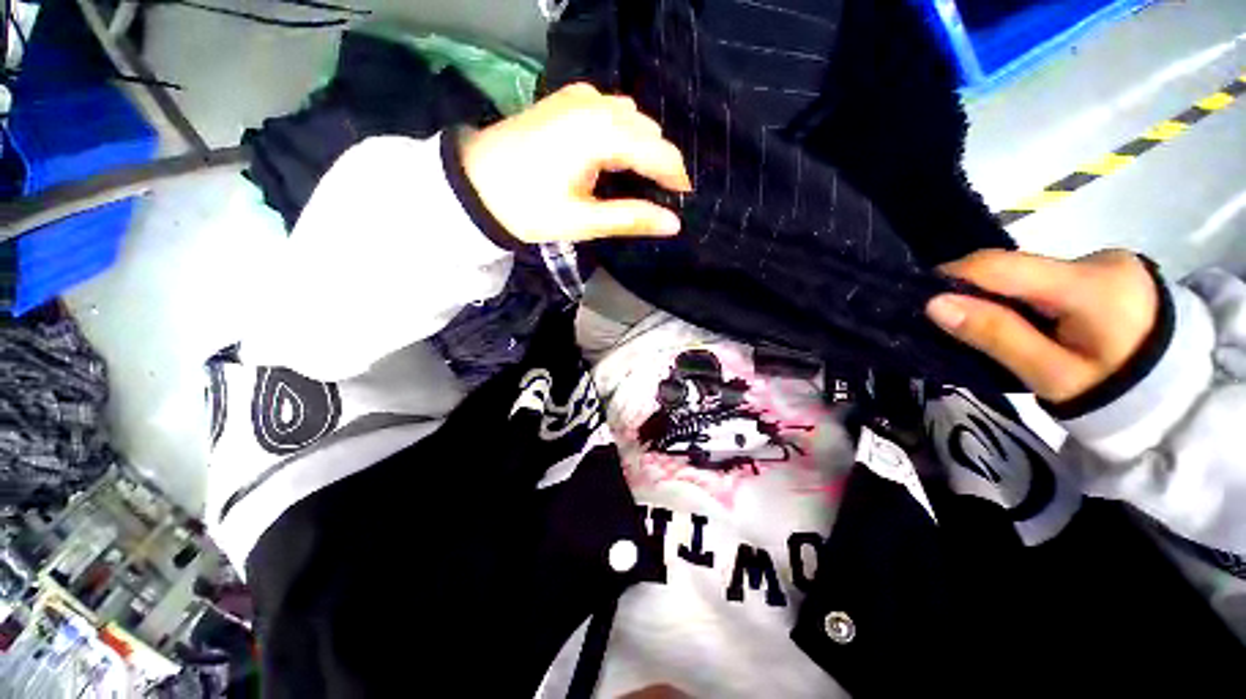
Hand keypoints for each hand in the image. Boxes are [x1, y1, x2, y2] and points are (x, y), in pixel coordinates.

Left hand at [459, 83, 691, 243]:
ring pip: (631, 117)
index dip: (676, 177)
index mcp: (600, 135)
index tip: (683, 201)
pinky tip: (614, 154)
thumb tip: (674, 223)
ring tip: (639, 179)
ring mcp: (579, 97)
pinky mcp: (566, 99)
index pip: (657, 152)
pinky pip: (610, 109)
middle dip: (661, 162)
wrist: (473, 184)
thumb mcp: (583, 221)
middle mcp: (595, 105)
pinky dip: (622, 131)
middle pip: (648, 130)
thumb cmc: (528, 208)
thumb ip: (631, 218)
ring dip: (643, 146)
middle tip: (659, 196)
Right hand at [926, 249, 1158, 403]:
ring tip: (1002, 329)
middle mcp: (1100, 261)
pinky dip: (1029, 296)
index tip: (923, 298)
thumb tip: (935, 305)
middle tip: (962, 326)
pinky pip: (1049, 276)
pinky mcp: (1110, 268)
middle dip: (981, 293)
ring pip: (1031, 273)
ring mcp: (1108, 261)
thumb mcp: (1049, 374)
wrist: (1175, 394)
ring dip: (1005, 297)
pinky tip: (1035, 321)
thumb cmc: (1111, 394)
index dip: (954, 276)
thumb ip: (995, 335)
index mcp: (1091, 287)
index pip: (1003, 267)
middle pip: (1017, 269)